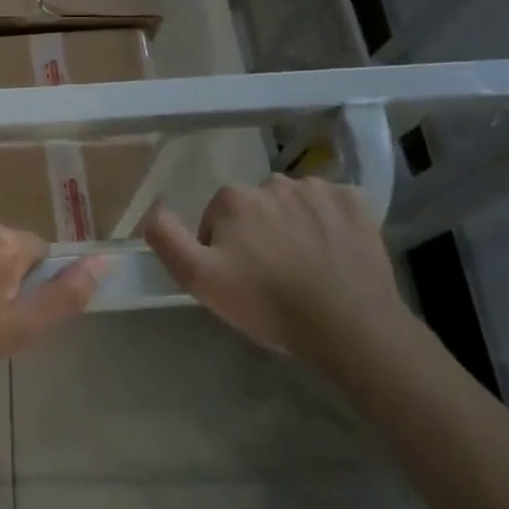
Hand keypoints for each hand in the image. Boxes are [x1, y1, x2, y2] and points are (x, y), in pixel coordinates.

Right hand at [143, 176, 405, 366]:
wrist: (348, 325)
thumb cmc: (268, 303)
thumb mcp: (201, 280)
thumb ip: (168, 240)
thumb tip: (151, 212)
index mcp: (233, 198)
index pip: (216, 215)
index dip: (222, 246)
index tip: (238, 276)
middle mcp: (273, 182)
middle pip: (255, 206)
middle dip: (258, 231)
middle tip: (271, 273)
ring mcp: (318, 190)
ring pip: (293, 202)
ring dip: (293, 223)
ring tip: (304, 264)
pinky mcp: (356, 203)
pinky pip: (332, 203)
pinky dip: (330, 220)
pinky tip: (333, 250)